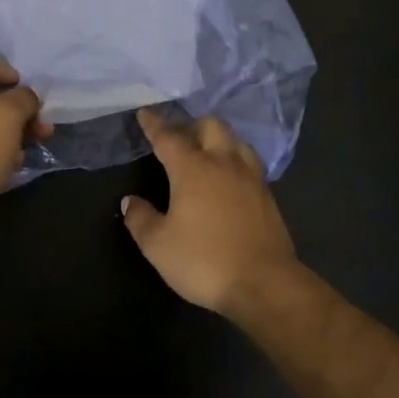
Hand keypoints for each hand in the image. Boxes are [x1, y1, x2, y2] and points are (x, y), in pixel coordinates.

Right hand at [122, 110, 300, 314]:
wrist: (264, 284)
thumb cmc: (204, 261)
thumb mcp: (158, 245)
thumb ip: (140, 219)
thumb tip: (129, 201)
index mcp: (193, 168)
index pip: (168, 137)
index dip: (154, 124)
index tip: (145, 113)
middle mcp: (224, 163)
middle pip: (210, 127)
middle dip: (191, 125)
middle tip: (178, 138)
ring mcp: (250, 178)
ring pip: (236, 141)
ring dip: (219, 139)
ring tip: (207, 152)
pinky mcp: (268, 196)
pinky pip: (250, 164)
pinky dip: (235, 160)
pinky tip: (230, 178)